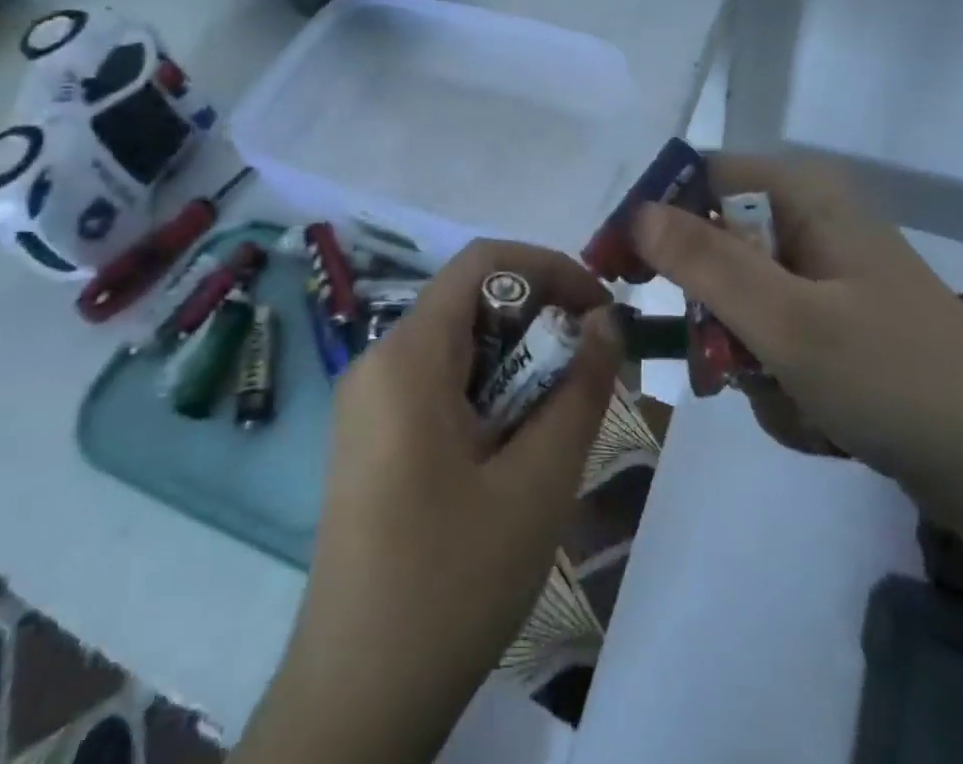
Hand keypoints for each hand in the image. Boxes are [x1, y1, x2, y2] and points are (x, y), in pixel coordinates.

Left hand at [235, 240, 620, 763]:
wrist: (356, 700)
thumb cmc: (451, 584)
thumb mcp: (536, 484)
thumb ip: (579, 389)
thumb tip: (606, 322)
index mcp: (406, 356)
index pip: (484, 262)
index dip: (550, 268)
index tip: (600, 311)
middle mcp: (377, 360)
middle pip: (471, 301)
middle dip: (539, 320)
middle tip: (591, 372)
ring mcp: (368, 400)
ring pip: (459, 343)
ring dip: (519, 360)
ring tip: (559, 417)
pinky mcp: (371, 435)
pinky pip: (439, 381)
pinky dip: (489, 389)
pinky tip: (515, 447)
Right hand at [633, 153, 962, 533]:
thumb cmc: (894, 378)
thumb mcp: (786, 321)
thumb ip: (704, 261)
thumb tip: (636, 210)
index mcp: (804, 193)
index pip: (697, 177)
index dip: (649, 217)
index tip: (613, 272)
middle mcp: (813, 220)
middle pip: (716, 244)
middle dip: (713, 314)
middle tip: (716, 366)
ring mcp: (827, 274)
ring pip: (740, 302)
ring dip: (746, 358)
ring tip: (791, 401)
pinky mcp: (837, 322)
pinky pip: (773, 338)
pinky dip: (777, 378)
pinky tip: (818, 416)